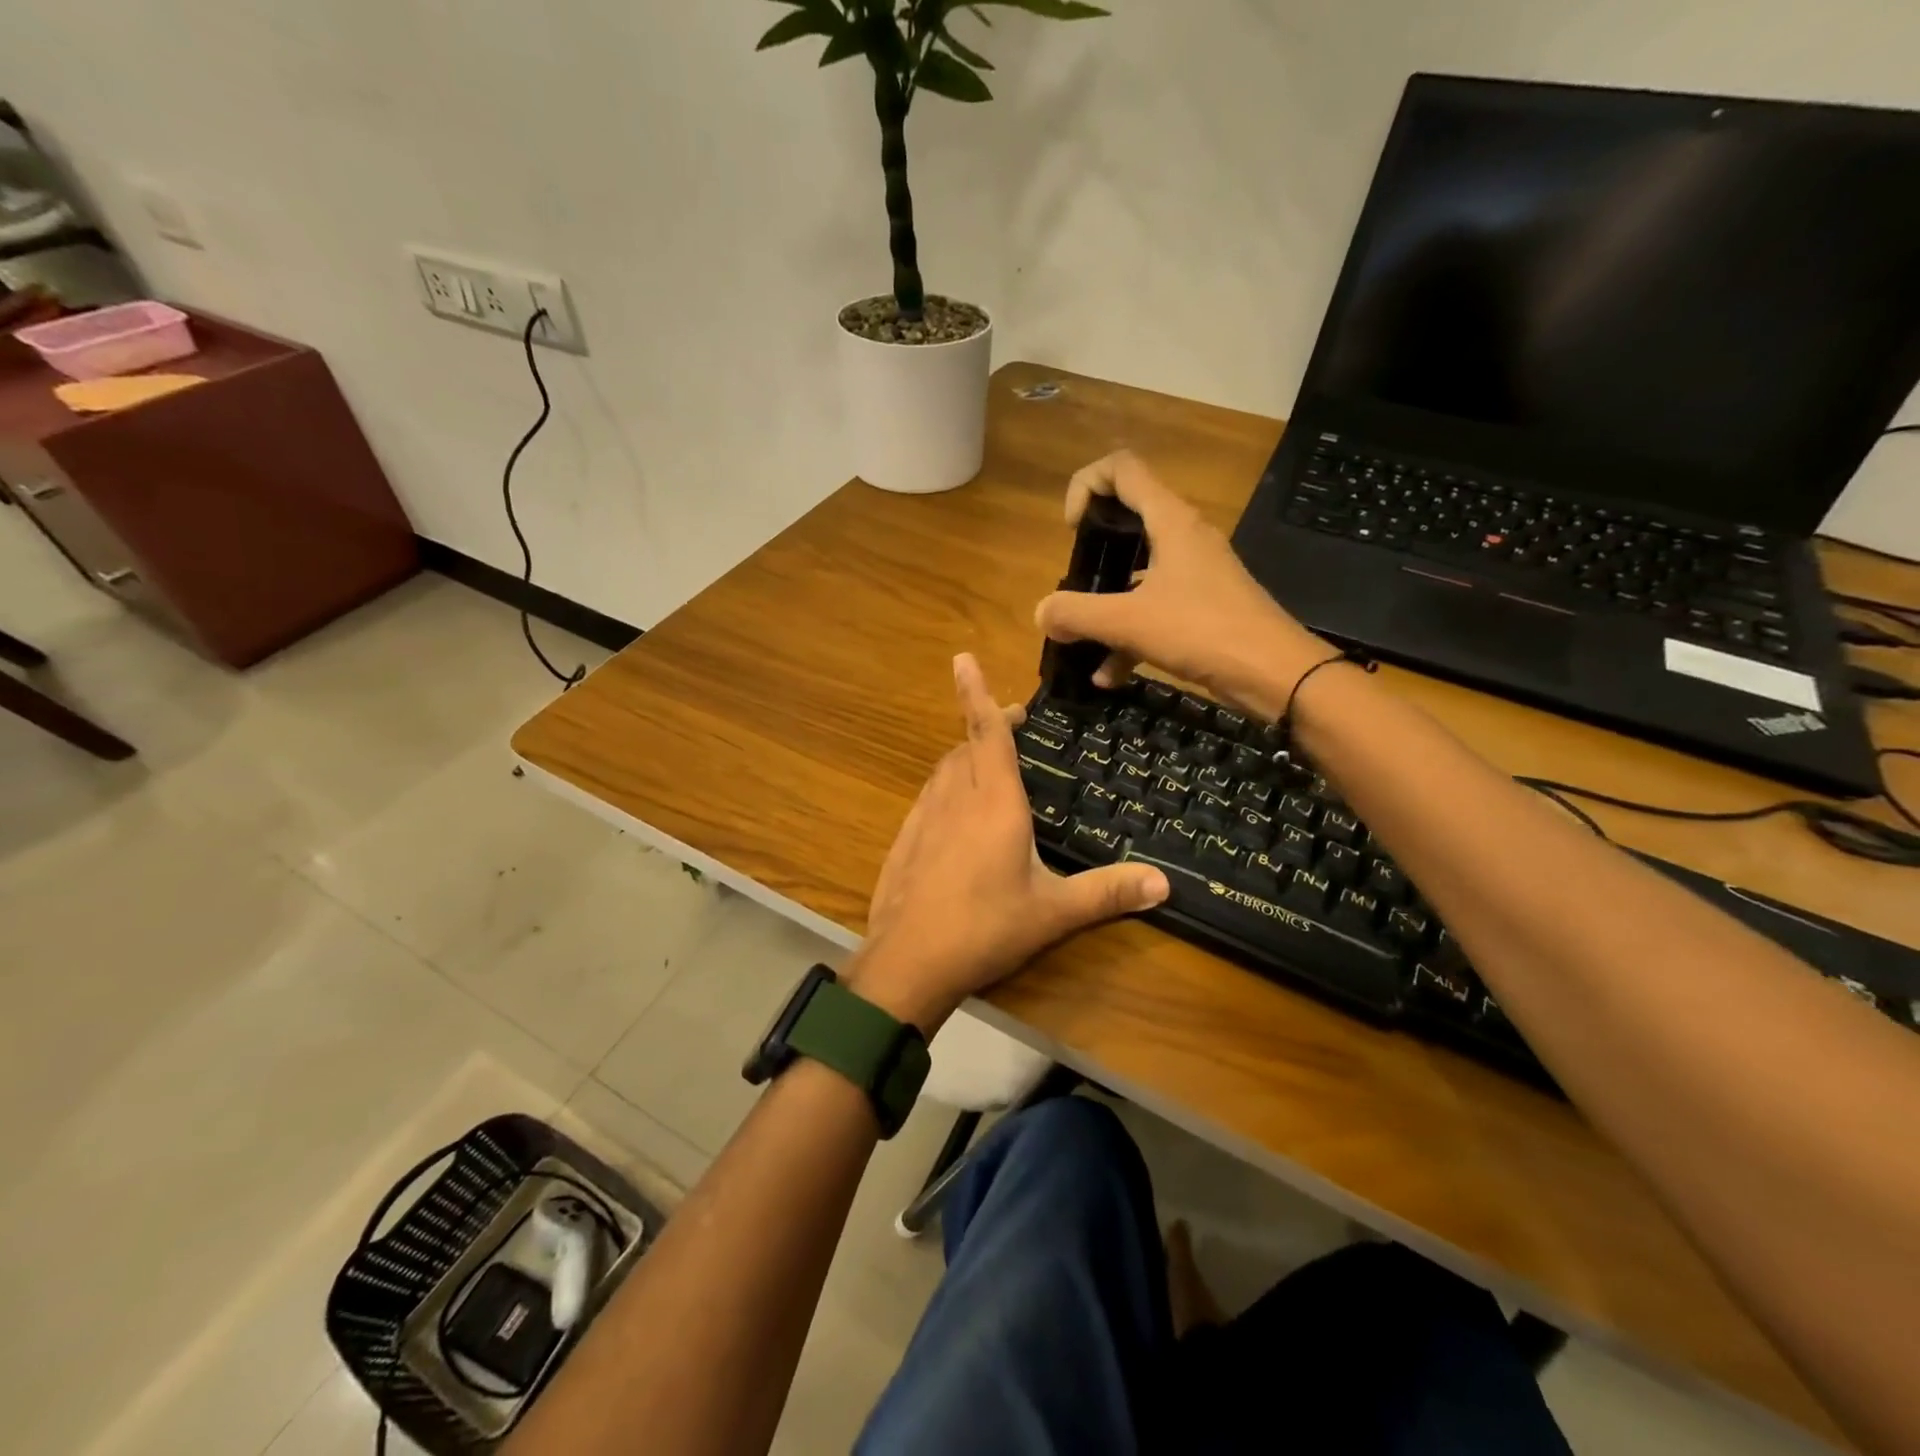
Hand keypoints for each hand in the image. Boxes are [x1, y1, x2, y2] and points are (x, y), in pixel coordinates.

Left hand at [848, 653, 1169, 1033]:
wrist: (909, 961)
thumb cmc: (986, 927)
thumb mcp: (1054, 911)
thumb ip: (1107, 893)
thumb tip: (1164, 883)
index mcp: (994, 803)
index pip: (986, 733)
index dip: (976, 693)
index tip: (962, 658)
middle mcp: (955, 799)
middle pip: (965, 746)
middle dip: (984, 726)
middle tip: (1011, 725)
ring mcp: (924, 819)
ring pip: (943, 771)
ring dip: (964, 757)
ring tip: (988, 765)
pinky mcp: (906, 841)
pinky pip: (928, 799)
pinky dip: (946, 789)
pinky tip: (957, 816)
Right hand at [1034, 451, 1333, 720]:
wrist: (1274, 673)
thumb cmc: (1202, 631)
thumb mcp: (1129, 622)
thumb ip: (1077, 614)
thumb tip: (1041, 614)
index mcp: (1170, 520)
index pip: (1121, 468)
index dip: (1086, 485)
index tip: (1071, 531)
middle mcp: (1183, 536)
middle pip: (1127, 518)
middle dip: (1092, 551)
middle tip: (1075, 580)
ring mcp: (1194, 572)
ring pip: (1137, 572)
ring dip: (1105, 604)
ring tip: (1080, 640)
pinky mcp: (1201, 606)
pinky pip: (1153, 609)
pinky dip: (1128, 636)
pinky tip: (1107, 676)